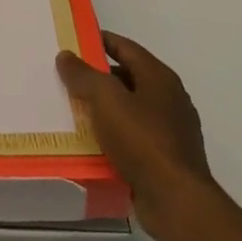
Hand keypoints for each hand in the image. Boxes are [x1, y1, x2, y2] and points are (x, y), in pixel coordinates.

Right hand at [57, 31, 213, 240]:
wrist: (176, 200)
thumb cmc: (142, 140)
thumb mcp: (106, 100)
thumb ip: (84, 75)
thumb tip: (66, 56)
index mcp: (159, 78)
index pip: (126, 47)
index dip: (100, 40)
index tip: (74, 40)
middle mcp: (169, 99)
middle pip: (128, 77)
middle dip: (98, 76)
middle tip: (66, 77)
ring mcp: (170, 130)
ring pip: (129, 109)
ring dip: (103, 108)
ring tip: (72, 109)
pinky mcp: (165, 157)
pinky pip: (132, 137)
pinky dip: (112, 134)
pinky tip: (91, 142)